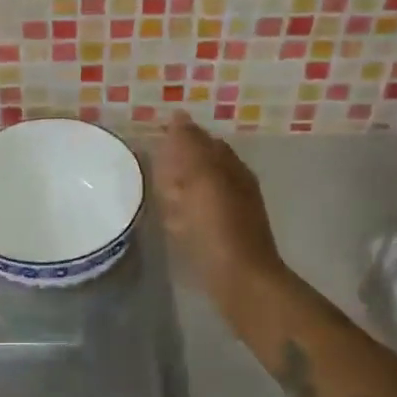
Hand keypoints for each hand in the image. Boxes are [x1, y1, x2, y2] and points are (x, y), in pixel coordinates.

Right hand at [154, 112, 287, 305]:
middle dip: (177, 167)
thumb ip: (189, 145)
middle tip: (157, 173)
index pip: (204, 141)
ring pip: (196, 192)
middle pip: (200, 166)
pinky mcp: (220, 239)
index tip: (155, 142)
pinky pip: (194, 218)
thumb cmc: (218, 225)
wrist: (240, 281)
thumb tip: (178, 115)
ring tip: (160, 198)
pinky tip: (171, 224)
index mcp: (231, 167)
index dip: (180, 139)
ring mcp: (229, 214)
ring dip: (177, 192)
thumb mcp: (201, 176)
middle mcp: (234, 186)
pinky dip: (181, 217)